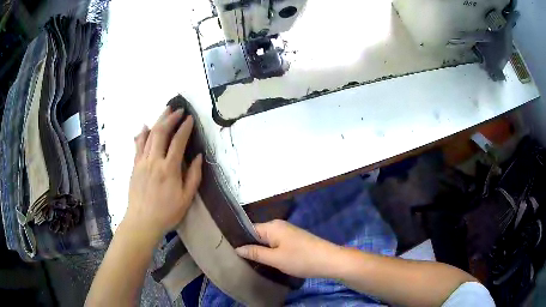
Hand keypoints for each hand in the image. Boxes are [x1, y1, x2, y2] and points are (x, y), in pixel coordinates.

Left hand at [124, 107, 202, 243]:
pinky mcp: (135, 165)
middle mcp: (154, 160)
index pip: (178, 141)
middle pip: (162, 132)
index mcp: (169, 169)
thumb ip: (193, 176)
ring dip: (158, 121)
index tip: (190, 118)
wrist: (142, 221)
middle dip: (171, 118)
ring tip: (165, 111)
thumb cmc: (167, 212)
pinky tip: (144, 126)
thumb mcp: (186, 198)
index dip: (185, 127)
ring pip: (149, 135)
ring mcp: (142, 162)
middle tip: (178, 109)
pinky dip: (142, 134)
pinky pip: (137, 145)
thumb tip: (198, 156)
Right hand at [235, 220, 342, 277]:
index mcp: (272, 226)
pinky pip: (276, 243)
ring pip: (267, 240)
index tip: (230, 251)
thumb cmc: (300, 259)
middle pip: (258, 234)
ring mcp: (288, 232)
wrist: (329, 260)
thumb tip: (237, 248)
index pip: (249, 229)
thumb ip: (255, 252)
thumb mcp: (275, 258)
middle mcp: (279, 225)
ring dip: (260, 250)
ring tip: (250, 262)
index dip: (239, 240)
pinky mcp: (294, 240)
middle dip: (250, 246)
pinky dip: (270, 251)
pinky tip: (267, 261)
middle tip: (239, 260)